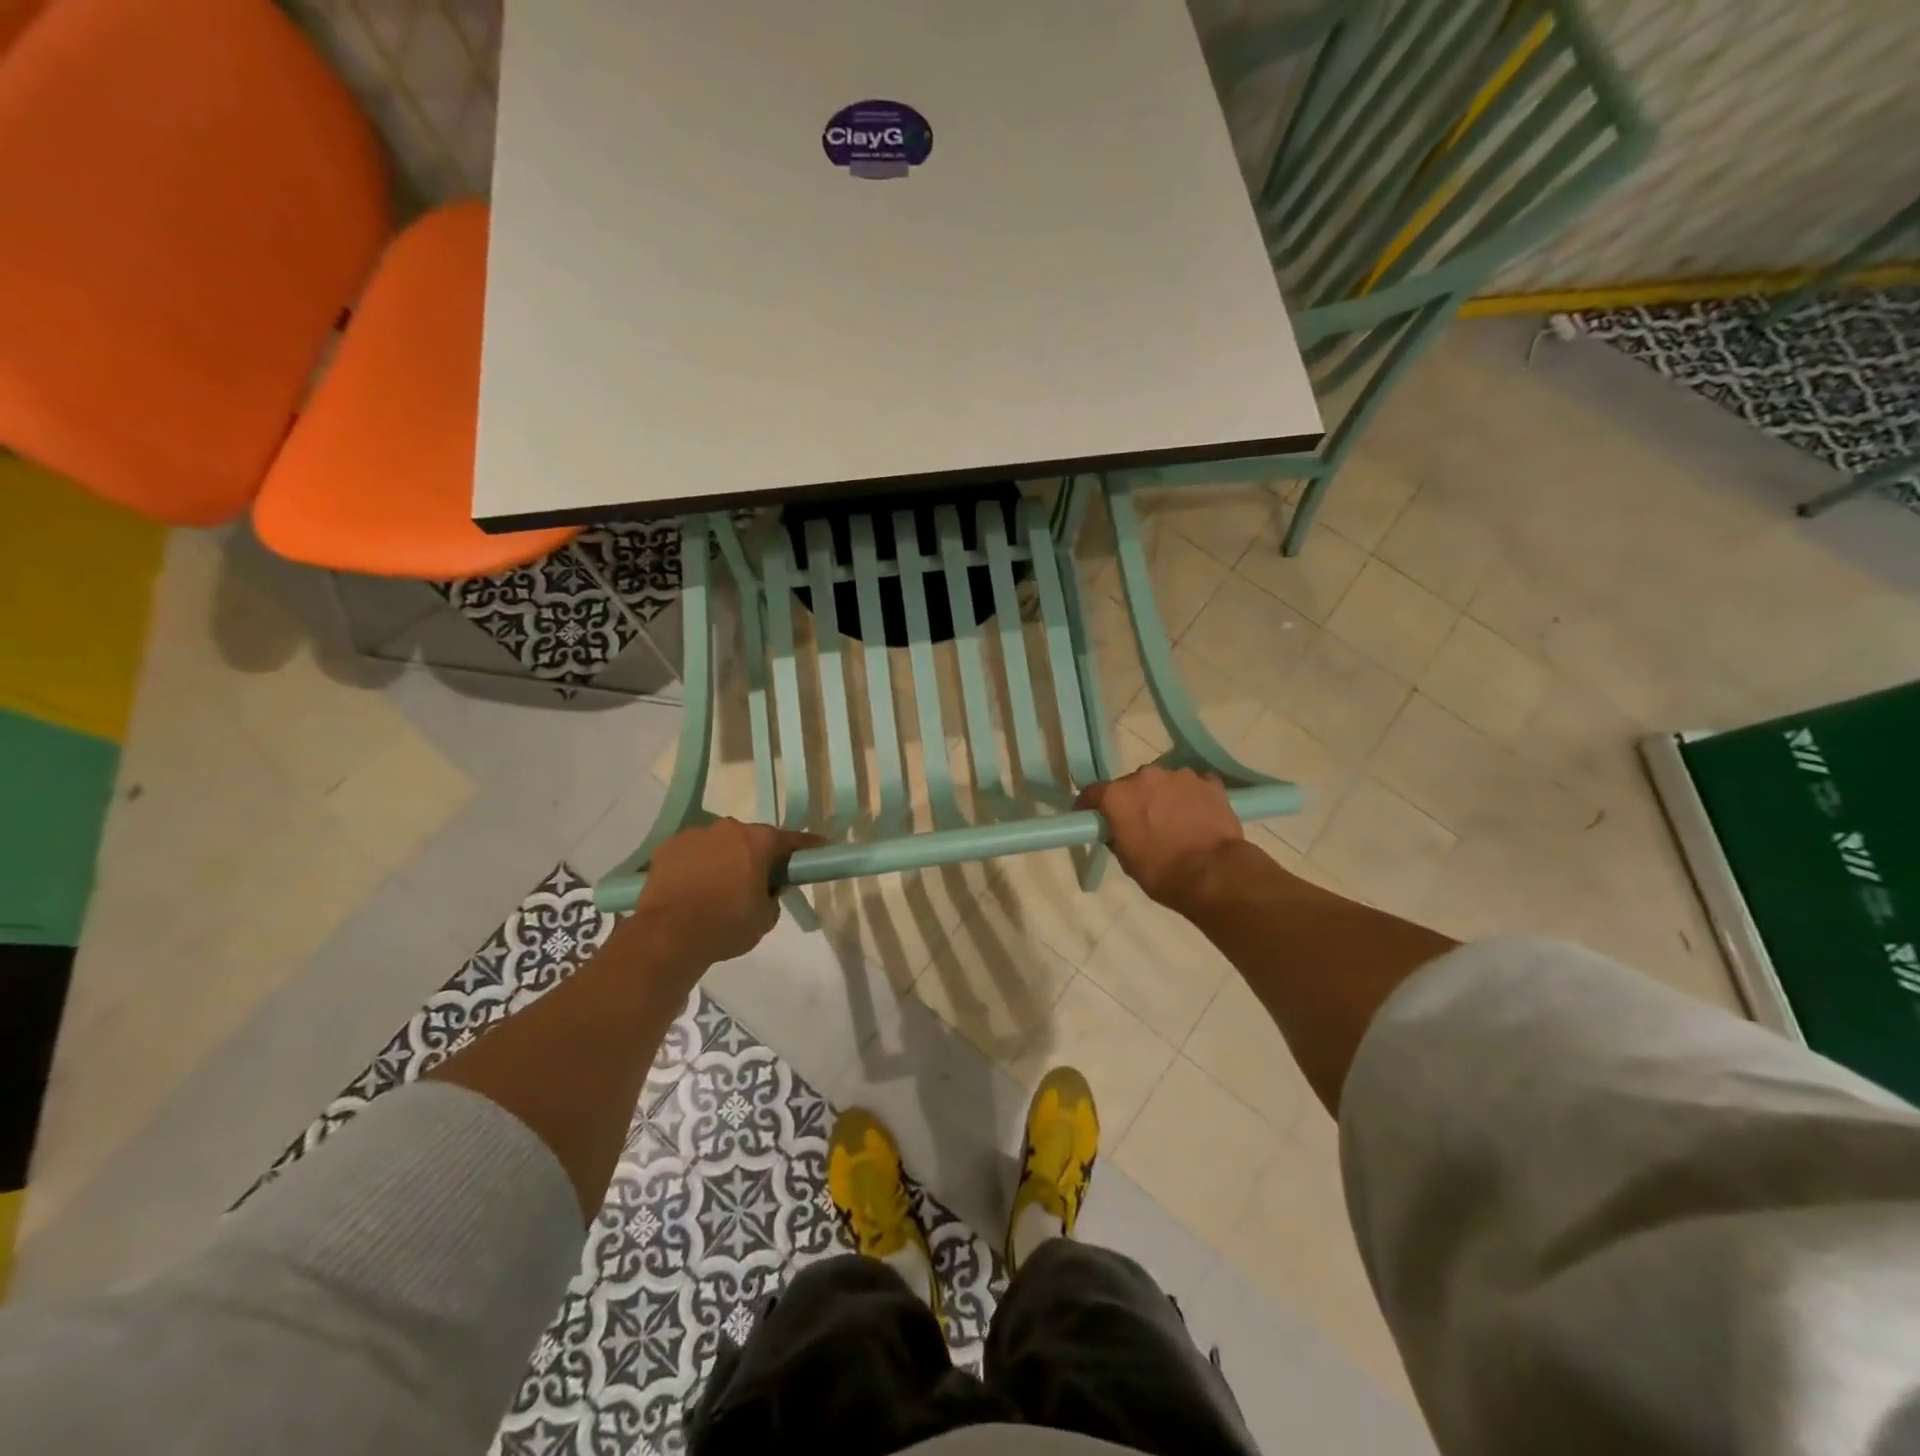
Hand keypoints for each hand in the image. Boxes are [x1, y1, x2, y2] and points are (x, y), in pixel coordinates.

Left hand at [631, 819, 822, 971]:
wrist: (667, 936)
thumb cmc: (726, 925)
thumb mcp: (766, 918)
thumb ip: (774, 896)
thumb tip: (768, 888)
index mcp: (758, 841)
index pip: (792, 840)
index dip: (807, 847)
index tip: (819, 849)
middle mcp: (728, 828)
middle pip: (751, 838)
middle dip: (758, 855)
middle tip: (759, 879)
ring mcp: (695, 835)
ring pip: (719, 843)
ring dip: (725, 858)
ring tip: (719, 886)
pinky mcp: (667, 847)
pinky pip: (692, 852)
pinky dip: (697, 864)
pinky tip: (693, 887)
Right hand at [1076, 767, 1243, 909]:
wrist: (1214, 874)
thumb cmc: (1162, 872)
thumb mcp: (1127, 860)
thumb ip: (1117, 835)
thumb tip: (1117, 828)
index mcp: (1118, 796)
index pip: (1093, 793)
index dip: (1091, 806)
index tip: (1092, 817)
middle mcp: (1145, 776)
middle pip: (1132, 784)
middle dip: (1133, 800)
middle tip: (1141, 822)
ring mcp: (1180, 776)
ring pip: (1164, 782)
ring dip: (1164, 796)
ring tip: (1174, 820)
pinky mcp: (1210, 783)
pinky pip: (1194, 785)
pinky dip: (1192, 797)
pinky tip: (1197, 815)